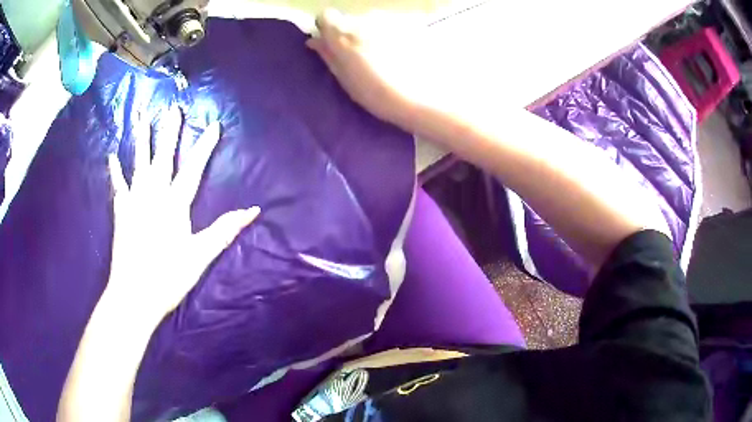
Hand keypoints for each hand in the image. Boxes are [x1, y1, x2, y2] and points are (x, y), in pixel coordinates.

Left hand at [106, 107, 259, 322]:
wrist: (134, 294)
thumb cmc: (169, 277)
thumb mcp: (200, 256)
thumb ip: (224, 230)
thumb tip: (253, 210)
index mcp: (174, 206)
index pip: (193, 170)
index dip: (204, 147)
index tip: (214, 125)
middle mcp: (153, 196)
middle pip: (163, 158)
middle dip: (170, 132)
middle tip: (172, 109)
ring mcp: (134, 202)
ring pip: (139, 164)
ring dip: (142, 139)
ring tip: (143, 117)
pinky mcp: (121, 212)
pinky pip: (118, 186)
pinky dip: (115, 170)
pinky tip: (112, 155)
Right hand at [306, 9, 421, 127]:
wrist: (417, 97)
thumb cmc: (374, 92)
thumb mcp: (343, 77)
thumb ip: (327, 54)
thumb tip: (313, 40)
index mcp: (342, 33)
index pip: (325, 16)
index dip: (326, 28)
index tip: (330, 42)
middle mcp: (363, 20)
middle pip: (348, 20)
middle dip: (349, 33)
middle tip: (357, 56)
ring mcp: (386, 21)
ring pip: (369, 22)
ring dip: (369, 34)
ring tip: (379, 58)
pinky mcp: (405, 26)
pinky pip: (388, 27)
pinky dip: (387, 36)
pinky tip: (396, 54)